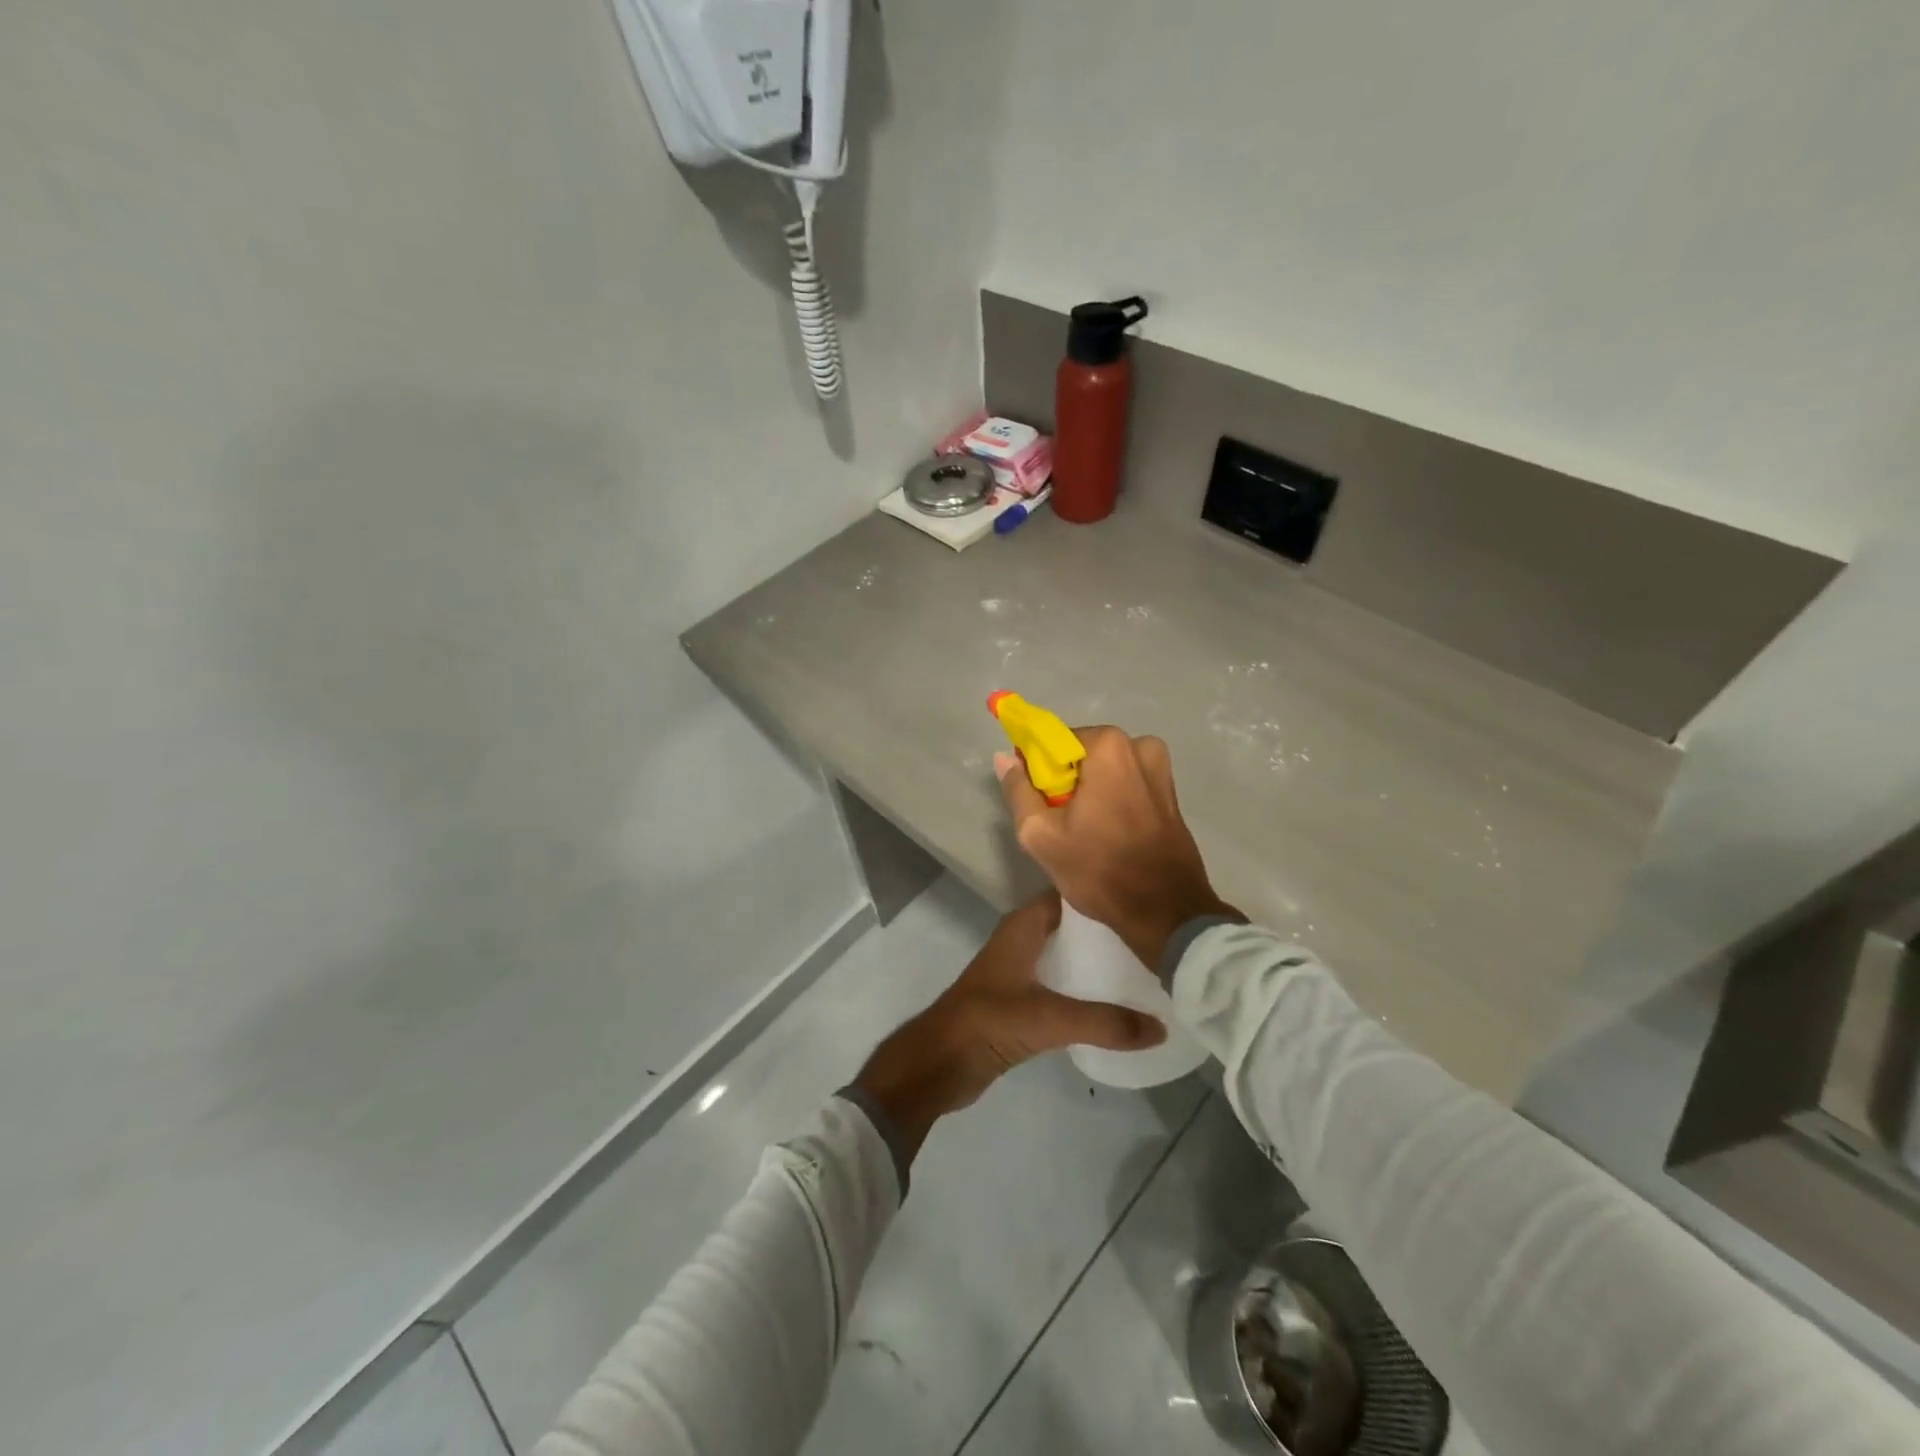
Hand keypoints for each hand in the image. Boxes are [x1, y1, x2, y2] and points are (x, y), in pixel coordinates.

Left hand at [853, 892, 1165, 1160]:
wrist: (938, 1063)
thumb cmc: (987, 1022)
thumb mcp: (1048, 1019)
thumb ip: (1103, 1022)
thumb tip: (1161, 1027)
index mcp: (1023, 926)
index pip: (1068, 893)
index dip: (1102, 892)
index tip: (1145, 899)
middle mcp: (1022, 940)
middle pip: (1072, 925)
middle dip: (1109, 930)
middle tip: (1157, 937)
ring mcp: (1021, 970)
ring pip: (1067, 954)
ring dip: (1098, 961)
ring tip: (1146, 967)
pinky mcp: (1021, 1000)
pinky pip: (1062, 984)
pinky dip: (1086, 988)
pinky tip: (1116, 1002)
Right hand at [996, 727, 1236, 969]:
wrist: (1165, 911)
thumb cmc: (1099, 870)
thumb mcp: (1040, 834)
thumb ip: (1018, 790)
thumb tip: (1004, 758)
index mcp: (1107, 746)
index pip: (1053, 741)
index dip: (1038, 770)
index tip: (1036, 800)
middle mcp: (1139, 745)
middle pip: (1081, 754)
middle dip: (1065, 780)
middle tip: (1058, 820)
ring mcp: (1160, 768)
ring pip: (1104, 769)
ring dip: (1089, 790)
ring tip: (1083, 830)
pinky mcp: (1170, 791)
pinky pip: (1127, 783)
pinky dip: (1112, 799)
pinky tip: (1107, 832)